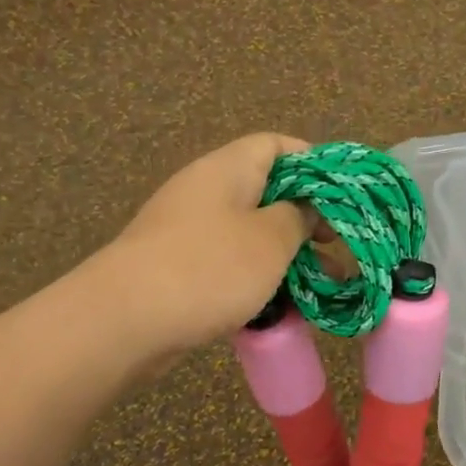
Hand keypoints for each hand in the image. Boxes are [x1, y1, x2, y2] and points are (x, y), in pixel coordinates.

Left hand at [109, 133, 317, 352]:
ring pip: (250, 228)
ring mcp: (187, 228)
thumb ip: (299, 216)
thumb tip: (305, 208)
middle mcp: (205, 189)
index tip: (342, 194)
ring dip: (285, 250)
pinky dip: (257, 273)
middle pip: (265, 188)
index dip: (313, 162)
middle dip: (305, 214)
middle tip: (333, 242)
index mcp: (228, 168)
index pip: (276, 144)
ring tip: (319, 278)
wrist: (123, 321)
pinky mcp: (178, 265)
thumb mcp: (272, 239)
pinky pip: (228, 258)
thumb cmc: (210, 267)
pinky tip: (279, 301)